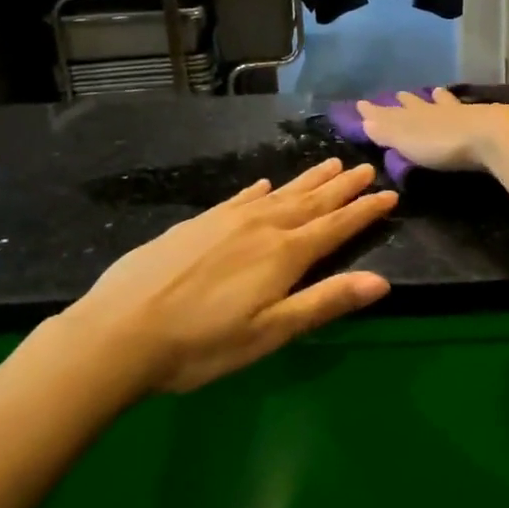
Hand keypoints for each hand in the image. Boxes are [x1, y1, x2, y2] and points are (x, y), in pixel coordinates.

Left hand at [56, 158, 397, 393]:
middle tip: (365, 168)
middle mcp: (261, 228)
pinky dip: (259, 190)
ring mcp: (226, 221)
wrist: (119, 331)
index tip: (389, 193)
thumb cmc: (201, 344)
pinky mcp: (197, 223)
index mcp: (283, 255)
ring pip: (279, 194)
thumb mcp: (270, 333)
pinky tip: (265, 184)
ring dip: (308, 180)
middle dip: (341, 187)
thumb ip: (325, 302)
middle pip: (311, 202)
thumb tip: (381, 281)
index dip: (364, 211)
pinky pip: (240, 198)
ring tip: (330, 163)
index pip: (335, 227)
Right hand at [355, 87, 508, 172]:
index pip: (390, 113)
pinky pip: (466, 110)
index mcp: (413, 117)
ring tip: (436, 91)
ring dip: (438, 99)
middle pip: (417, 105)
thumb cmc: (443, 143)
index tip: (362, 103)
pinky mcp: (483, 120)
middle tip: (400, 94)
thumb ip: (386, 130)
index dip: (376, 111)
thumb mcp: (407, 140)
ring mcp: (461, 113)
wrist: (490, 136)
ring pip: (445, 104)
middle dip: (408, 102)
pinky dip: (461, 107)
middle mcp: (435, 110)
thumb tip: (363, 118)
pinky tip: (469, 105)